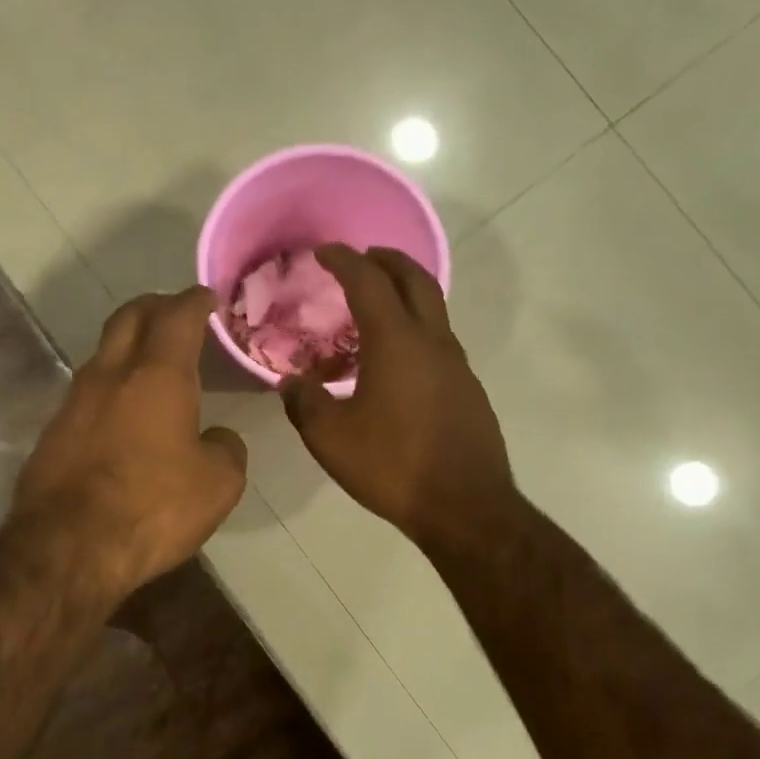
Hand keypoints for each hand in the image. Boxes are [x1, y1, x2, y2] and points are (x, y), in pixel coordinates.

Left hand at [13, 286, 247, 595]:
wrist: (67, 549)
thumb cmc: (152, 507)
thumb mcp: (217, 484)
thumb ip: (225, 449)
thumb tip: (216, 438)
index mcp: (157, 375)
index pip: (177, 315)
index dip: (195, 301)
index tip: (208, 298)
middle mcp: (110, 375)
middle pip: (130, 317)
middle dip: (156, 306)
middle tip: (177, 313)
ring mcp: (74, 401)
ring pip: (104, 353)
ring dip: (129, 346)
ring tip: (153, 364)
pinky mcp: (53, 432)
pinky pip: (88, 392)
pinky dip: (112, 386)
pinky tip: (125, 413)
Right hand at [282, 245, 513, 554]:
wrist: (465, 506)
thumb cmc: (392, 465)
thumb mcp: (330, 438)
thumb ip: (304, 402)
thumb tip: (291, 382)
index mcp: (396, 341)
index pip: (368, 282)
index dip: (344, 260)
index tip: (324, 252)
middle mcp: (432, 341)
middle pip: (415, 280)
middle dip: (387, 260)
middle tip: (362, 258)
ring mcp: (456, 364)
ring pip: (433, 309)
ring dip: (404, 294)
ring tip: (374, 308)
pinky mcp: (468, 389)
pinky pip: (438, 341)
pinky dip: (415, 329)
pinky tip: (394, 361)